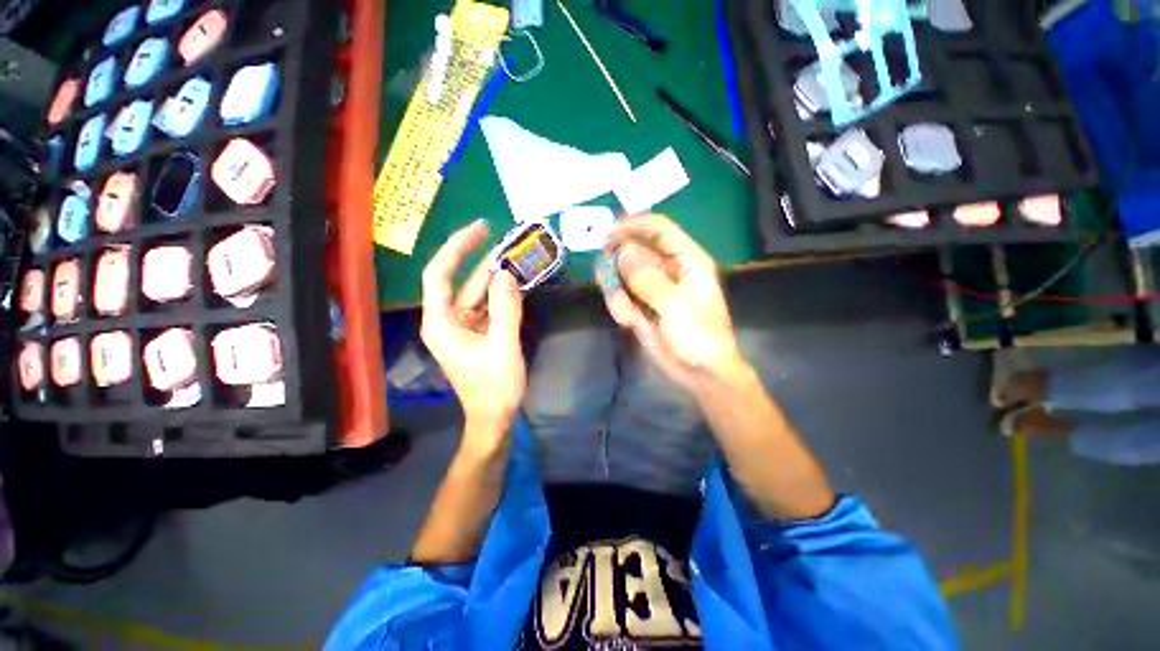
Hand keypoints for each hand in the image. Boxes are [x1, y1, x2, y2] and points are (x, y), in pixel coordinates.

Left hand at [421, 220, 525, 450]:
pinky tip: (516, 284)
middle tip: (506, 240)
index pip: (439, 275)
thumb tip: (507, 273)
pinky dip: (501, 295)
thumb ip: (505, 308)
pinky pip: (487, 306)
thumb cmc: (494, 386)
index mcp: (441, 323)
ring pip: (476, 293)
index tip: (480, 229)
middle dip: (481, 260)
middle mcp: (447, 320)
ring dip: (495, 277)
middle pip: (459, 281)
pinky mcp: (477, 332)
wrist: (494, 417)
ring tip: (516, 258)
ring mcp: (463, 326)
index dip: (457, 248)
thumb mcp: (503, 346)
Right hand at [597, 214, 744, 390]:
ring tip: (630, 316)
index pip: (659, 229)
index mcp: (686, 261)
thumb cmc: (699, 338)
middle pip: (635, 249)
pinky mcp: (640, 304)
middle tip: (608, 278)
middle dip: (618, 263)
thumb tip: (622, 252)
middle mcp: (667, 269)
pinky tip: (632, 324)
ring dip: (618, 292)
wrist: (699, 374)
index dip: (633, 225)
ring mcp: (651, 287)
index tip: (607, 233)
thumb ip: (648, 280)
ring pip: (622, 274)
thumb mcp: (676, 308)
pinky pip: (620, 296)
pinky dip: (619, 308)